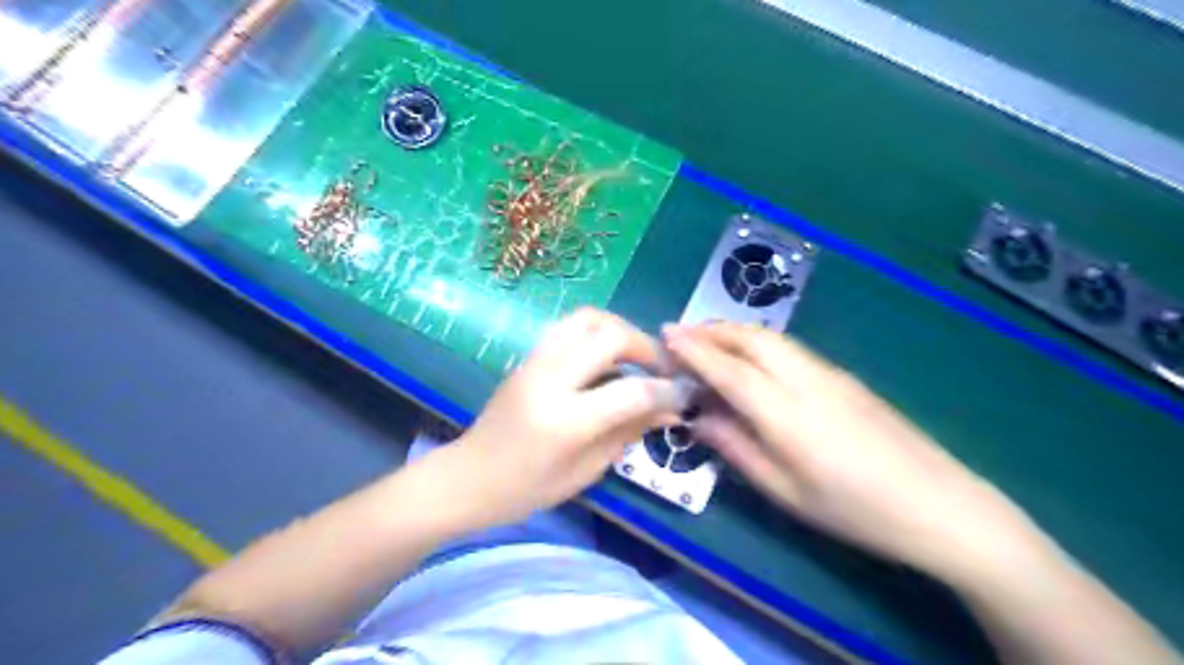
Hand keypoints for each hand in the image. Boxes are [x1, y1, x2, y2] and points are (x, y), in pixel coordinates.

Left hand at [439, 306, 680, 528]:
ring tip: (636, 357)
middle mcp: (549, 380)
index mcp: (565, 420)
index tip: (685, 394)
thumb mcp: (587, 470)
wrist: (469, 477)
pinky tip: (607, 359)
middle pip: (610, 336)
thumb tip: (670, 408)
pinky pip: (570, 328)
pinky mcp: (528, 356)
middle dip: (646, 347)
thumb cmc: (527, 489)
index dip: (666, 391)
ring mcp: (535, 362)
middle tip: (662, 369)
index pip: (631, 391)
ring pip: (588, 319)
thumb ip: (629, 432)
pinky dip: (598, 334)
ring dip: (621, 331)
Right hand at [664, 323, 1042, 580]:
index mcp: (785, 412)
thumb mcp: (785, 491)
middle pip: (752, 338)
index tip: (665, 333)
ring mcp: (830, 373)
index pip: (728, 368)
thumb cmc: (854, 509)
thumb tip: (699, 418)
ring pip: (773, 338)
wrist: (940, 505)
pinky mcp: (845, 377)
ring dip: (736, 333)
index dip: (693, 349)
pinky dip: (760, 343)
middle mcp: (806, 380)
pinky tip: (753, 360)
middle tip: (682, 334)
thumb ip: (736, 448)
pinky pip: (791, 348)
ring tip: (710, 342)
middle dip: (712, 330)